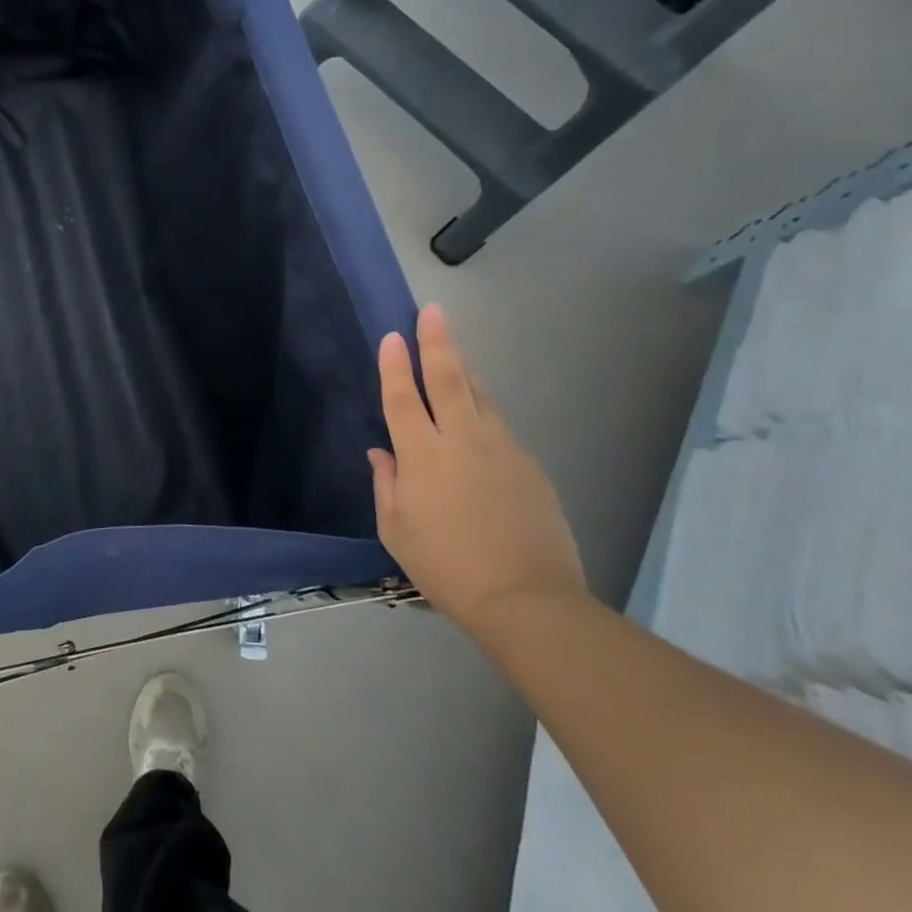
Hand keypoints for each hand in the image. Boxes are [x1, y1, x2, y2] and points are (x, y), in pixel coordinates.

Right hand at [368, 304, 584, 632]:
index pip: (402, 398)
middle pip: (447, 379)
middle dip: (436, 342)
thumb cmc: (446, 567)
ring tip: (453, 348)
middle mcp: (462, 440)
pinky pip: (498, 424)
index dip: (393, 366)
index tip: (390, 336)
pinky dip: (482, 406)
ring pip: (479, 395)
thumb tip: (382, 453)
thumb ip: (386, 484)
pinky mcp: (529, 465)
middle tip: (432, 311)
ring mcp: (501, 449)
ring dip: (463, 368)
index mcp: (422, 456)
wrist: (527, 599)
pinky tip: (477, 408)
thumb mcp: (396, 530)